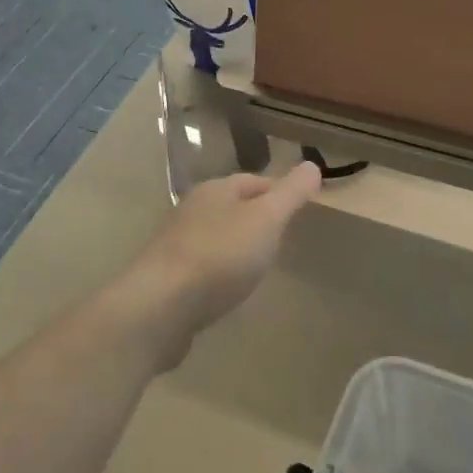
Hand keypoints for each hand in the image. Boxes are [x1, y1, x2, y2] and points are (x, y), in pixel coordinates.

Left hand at [122, 162, 322, 360]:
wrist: (160, 307)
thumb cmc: (219, 255)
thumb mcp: (266, 219)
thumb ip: (290, 193)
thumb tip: (312, 165)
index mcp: (215, 190)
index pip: (254, 181)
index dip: (279, 191)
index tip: (301, 209)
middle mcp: (192, 210)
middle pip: (233, 207)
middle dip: (257, 219)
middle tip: (284, 238)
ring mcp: (177, 245)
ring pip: (217, 237)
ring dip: (237, 247)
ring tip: (260, 266)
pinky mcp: (169, 279)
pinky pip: (203, 268)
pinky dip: (221, 273)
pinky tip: (230, 290)